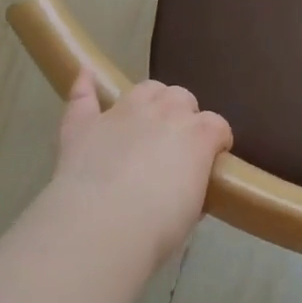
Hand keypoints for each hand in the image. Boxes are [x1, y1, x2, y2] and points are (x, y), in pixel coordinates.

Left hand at [49, 74, 232, 266]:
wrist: (103, 226)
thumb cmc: (159, 227)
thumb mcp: (191, 211)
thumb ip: (193, 187)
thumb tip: (187, 186)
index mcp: (197, 135)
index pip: (217, 125)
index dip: (217, 140)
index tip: (214, 158)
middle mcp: (163, 113)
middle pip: (181, 97)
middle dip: (184, 114)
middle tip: (177, 142)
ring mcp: (121, 113)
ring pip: (144, 89)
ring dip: (151, 99)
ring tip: (147, 118)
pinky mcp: (84, 123)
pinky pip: (84, 95)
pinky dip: (85, 84)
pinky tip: (85, 74)